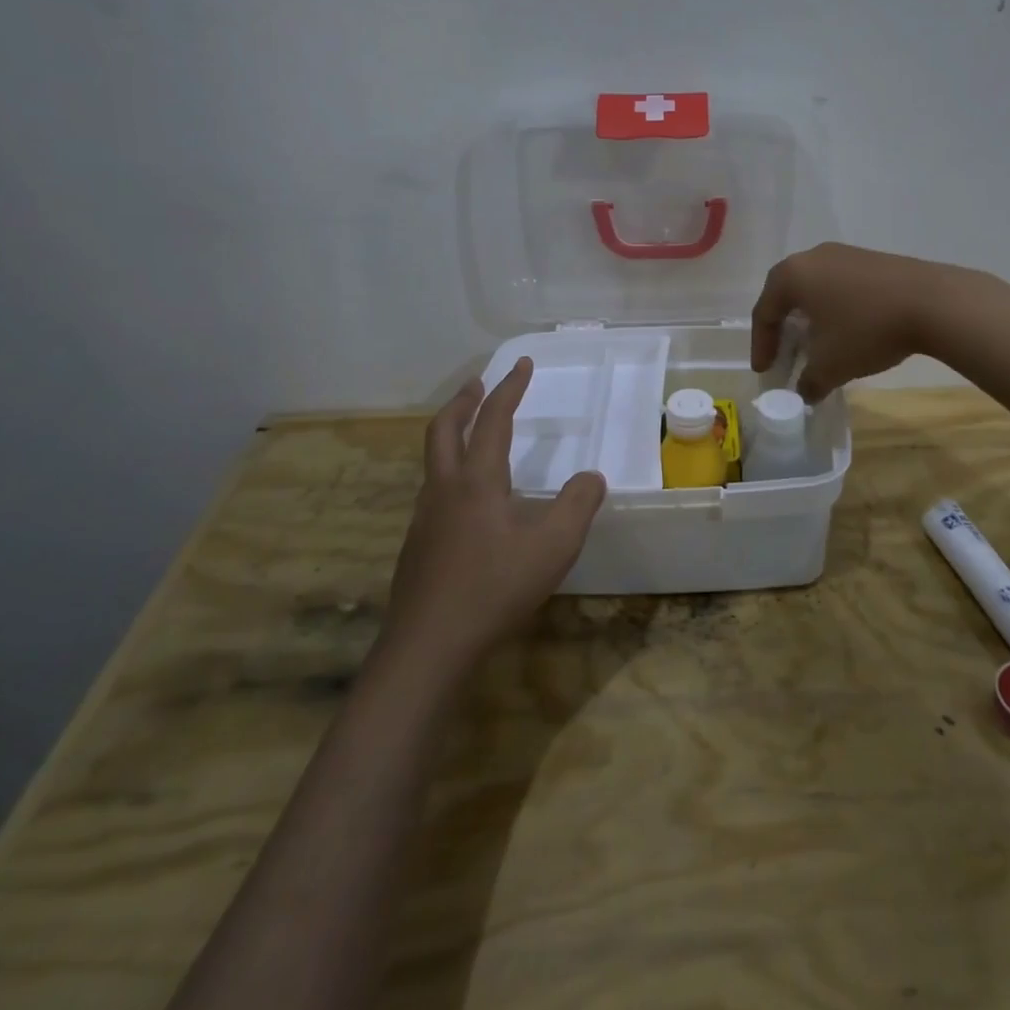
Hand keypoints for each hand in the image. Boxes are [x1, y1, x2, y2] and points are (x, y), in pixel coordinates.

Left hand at [384, 359, 606, 674]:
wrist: (428, 646)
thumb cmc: (494, 588)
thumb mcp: (553, 547)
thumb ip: (578, 505)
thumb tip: (592, 477)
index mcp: (477, 481)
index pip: (494, 420)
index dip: (510, 388)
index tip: (522, 363)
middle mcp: (445, 490)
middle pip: (444, 429)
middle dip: (464, 401)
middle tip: (479, 384)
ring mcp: (425, 518)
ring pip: (434, 460)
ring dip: (452, 434)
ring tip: (474, 435)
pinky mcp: (417, 546)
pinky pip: (434, 491)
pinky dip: (451, 471)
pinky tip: (469, 500)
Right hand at [750, 243, 963, 401]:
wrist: (933, 302)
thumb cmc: (867, 330)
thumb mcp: (831, 365)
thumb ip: (809, 382)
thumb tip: (805, 392)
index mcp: (792, 275)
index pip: (764, 312)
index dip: (761, 346)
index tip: (765, 372)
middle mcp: (813, 257)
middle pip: (786, 295)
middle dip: (783, 330)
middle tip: (785, 356)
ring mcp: (844, 254)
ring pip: (814, 289)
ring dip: (810, 319)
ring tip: (816, 346)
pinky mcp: (871, 260)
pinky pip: (839, 286)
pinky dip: (834, 310)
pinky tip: (847, 331)